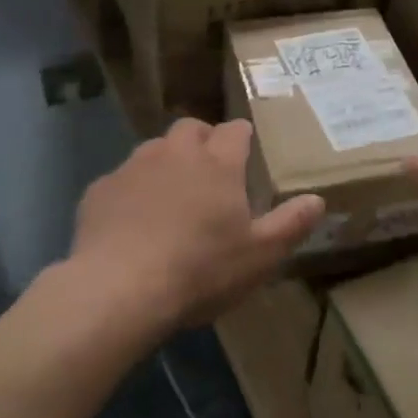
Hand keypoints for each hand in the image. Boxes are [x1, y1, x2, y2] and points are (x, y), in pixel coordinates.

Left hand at [68, 118, 324, 331]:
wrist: (119, 289)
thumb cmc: (200, 270)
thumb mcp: (259, 256)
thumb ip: (290, 224)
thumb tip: (317, 200)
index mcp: (217, 163)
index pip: (235, 130)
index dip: (242, 137)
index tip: (246, 151)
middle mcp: (175, 152)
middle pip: (191, 128)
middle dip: (202, 140)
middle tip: (209, 171)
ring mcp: (133, 167)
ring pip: (154, 149)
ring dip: (166, 162)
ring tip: (170, 196)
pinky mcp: (100, 190)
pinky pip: (121, 179)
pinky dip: (132, 191)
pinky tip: (132, 222)